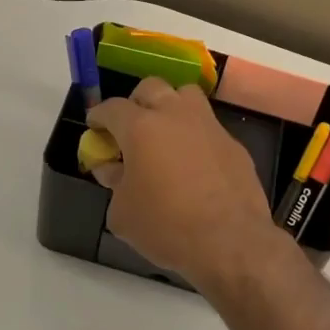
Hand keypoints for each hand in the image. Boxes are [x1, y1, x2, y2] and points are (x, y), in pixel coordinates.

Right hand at [86, 78, 285, 291]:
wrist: (230, 242)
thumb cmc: (166, 226)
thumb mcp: (122, 213)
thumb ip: (114, 183)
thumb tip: (112, 169)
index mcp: (141, 127)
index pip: (112, 107)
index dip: (99, 116)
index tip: (95, 127)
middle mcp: (175, 115)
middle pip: (151, 88)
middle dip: (136, 103)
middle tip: (130, 128)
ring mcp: (209, 126)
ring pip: (186, 96)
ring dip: (171, 107)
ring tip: (165, 135)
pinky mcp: (234, 144)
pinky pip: (209, 128)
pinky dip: (196, 137)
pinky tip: (194, 164)